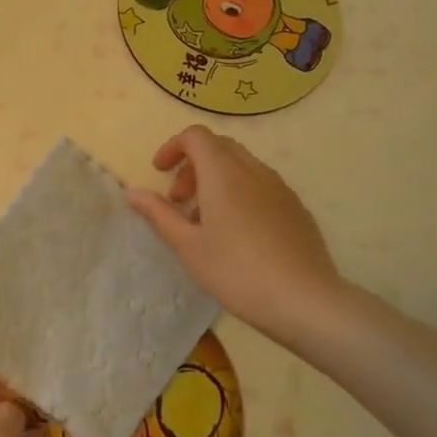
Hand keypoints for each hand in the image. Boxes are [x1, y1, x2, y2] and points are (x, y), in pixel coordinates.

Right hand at [125, 125, 342, 346]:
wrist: (304, 300)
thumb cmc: (236, 272)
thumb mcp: (188, 246)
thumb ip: (159, 214)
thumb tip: (132, 192)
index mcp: (223, 173)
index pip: (196, 136)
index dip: (173, 147)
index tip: (160, 173)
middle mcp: (253, 170)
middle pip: (219, 146)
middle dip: (193, 164)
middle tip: (179, 200)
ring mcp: (279, 187)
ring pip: (242, 165)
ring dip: (216, 179)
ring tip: (206, 220)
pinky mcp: (296, 207)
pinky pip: (261, 184)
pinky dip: (240, 192)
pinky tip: (238, 233)